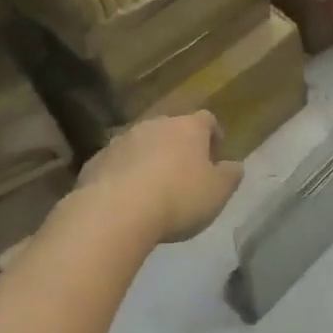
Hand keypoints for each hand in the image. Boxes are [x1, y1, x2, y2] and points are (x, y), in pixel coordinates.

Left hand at [75, 111, 243, 244]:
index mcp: (188, 128)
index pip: (207, 119)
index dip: (213, 134)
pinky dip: (124, 174)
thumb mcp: (217, 193)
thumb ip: (230, 176)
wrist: (115, 212)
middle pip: (172, 129)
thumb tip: (235, 165)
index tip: (216, 153)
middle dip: (179, 146)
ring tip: (154, 188)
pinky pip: (117, 163)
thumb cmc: (177, 199)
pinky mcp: (96, 160)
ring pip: (142, 144)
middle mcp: (155, 124)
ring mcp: (122, 140)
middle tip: (185, 173)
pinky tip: (126, 199)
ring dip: (150, 159)